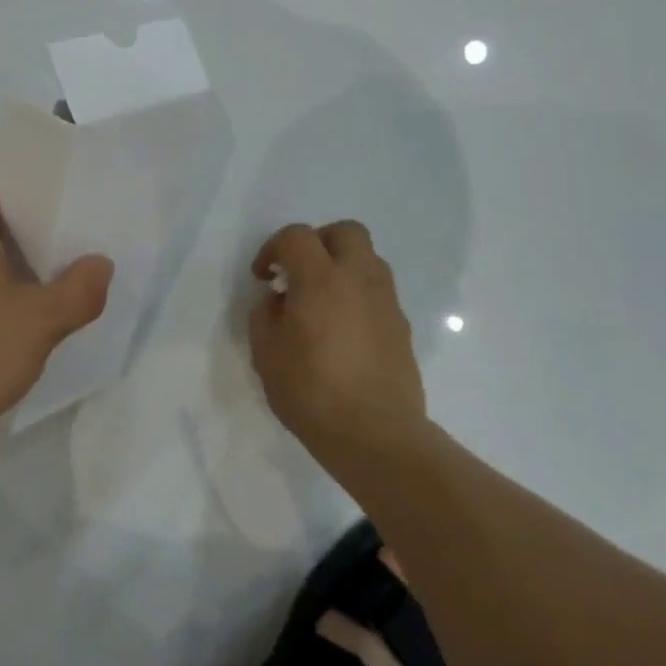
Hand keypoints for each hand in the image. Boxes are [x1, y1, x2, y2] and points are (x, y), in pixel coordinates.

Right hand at [248, 220, 431, 466]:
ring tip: (322, 301)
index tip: (264, 277)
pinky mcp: (401, 326)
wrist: (375, 434)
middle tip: (300, 272)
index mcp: (320, 279)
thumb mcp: (266, 353)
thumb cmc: (311, 391)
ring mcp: (386, 301)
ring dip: (342, 267)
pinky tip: (343, 330)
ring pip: (368, 259)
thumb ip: (265, 315)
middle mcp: (358, 279)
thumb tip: (279, 299)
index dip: (274, 249)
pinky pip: (378, 292)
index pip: (297, 236)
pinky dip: (358, 295)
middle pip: (345, 231)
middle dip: (319, 242)